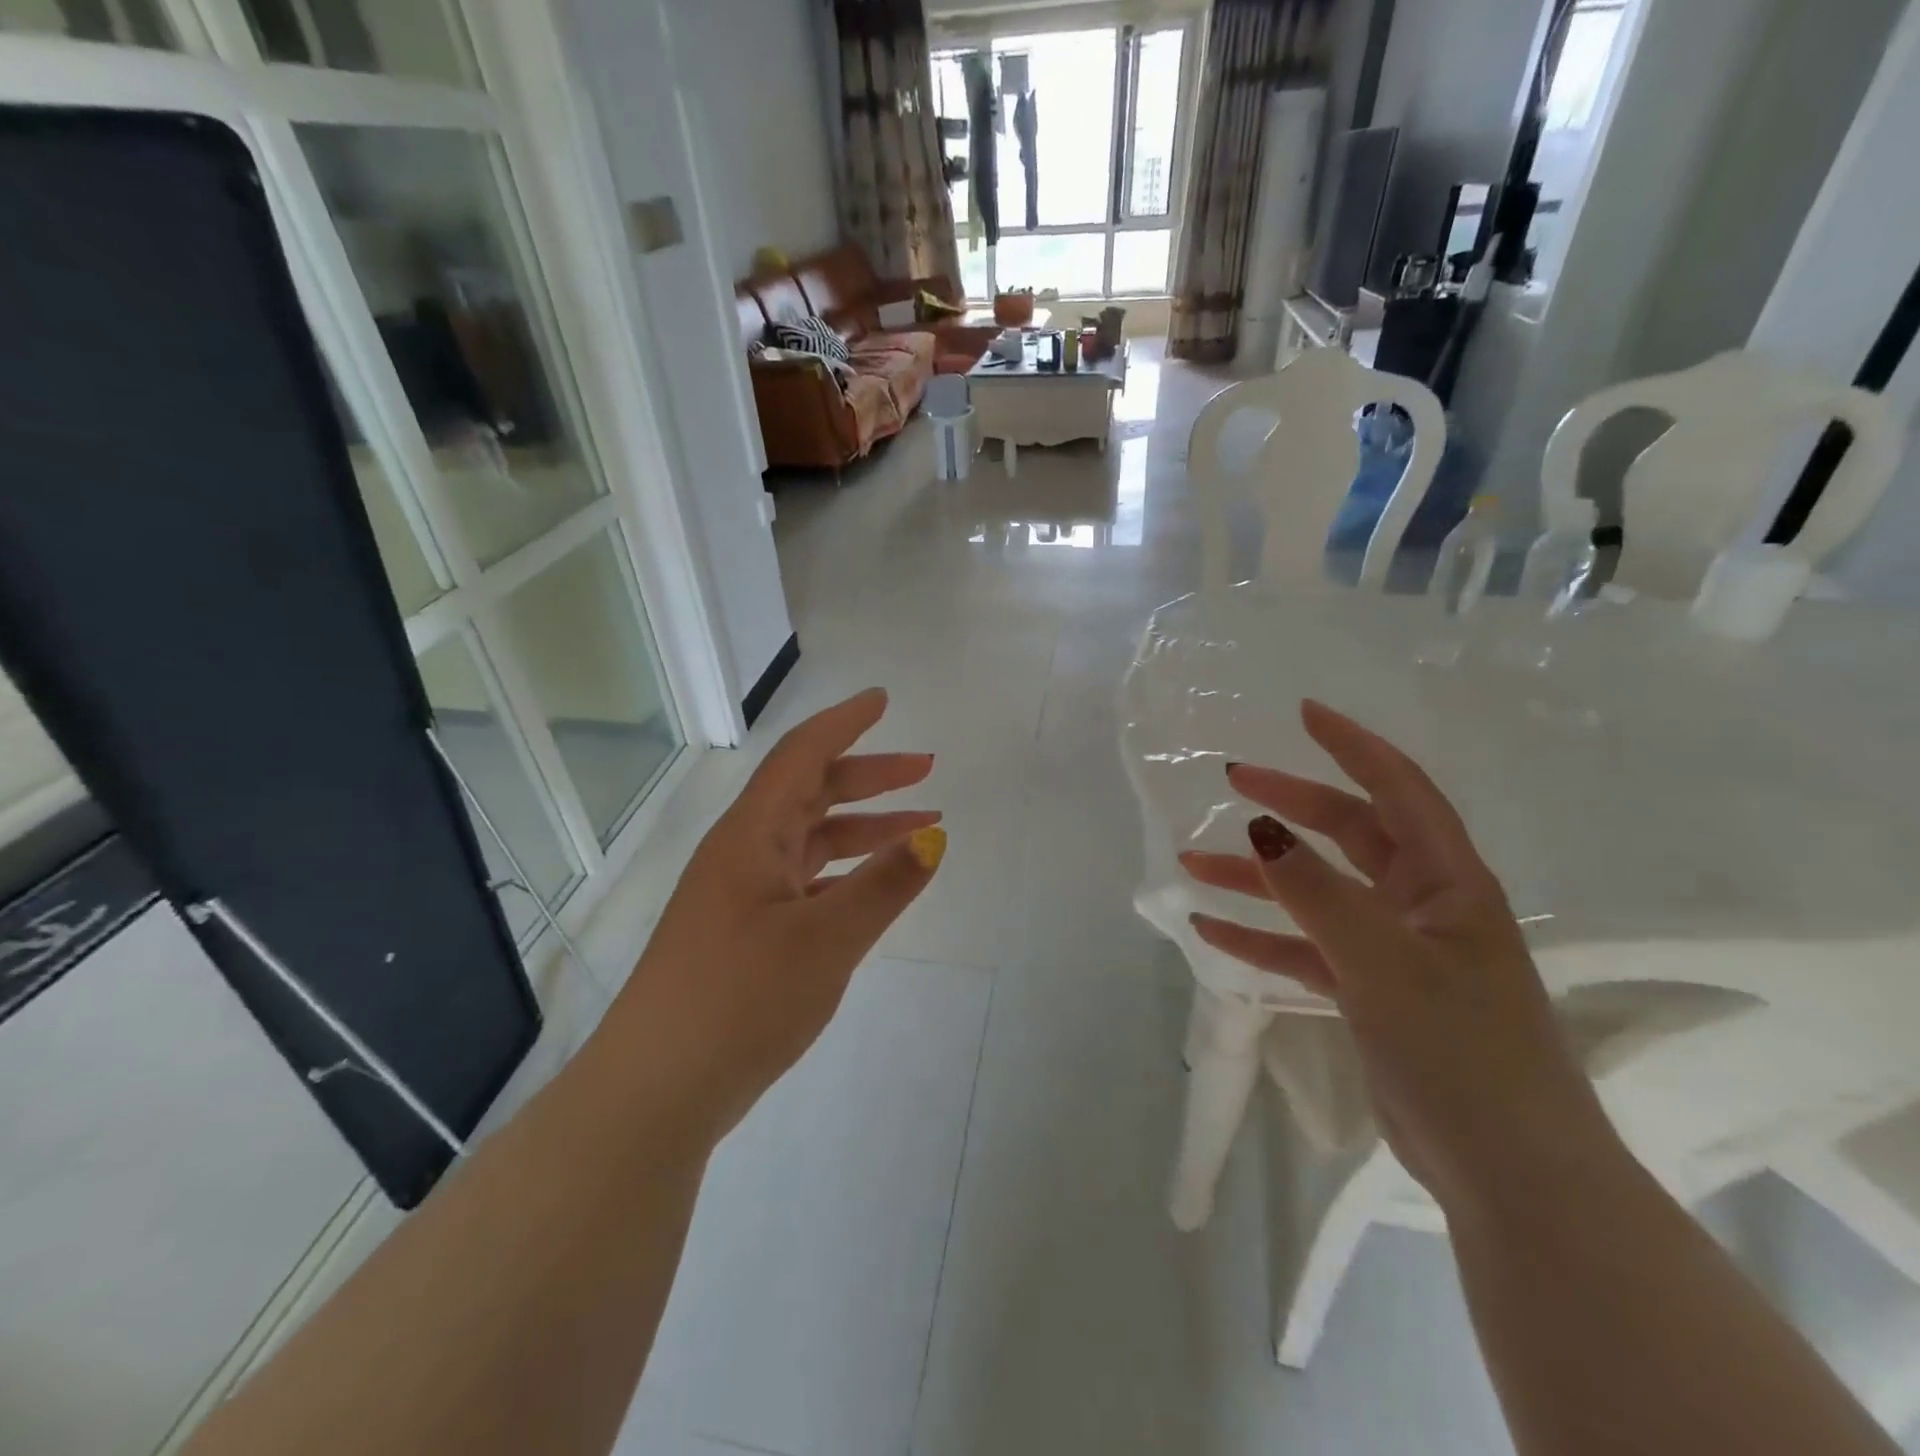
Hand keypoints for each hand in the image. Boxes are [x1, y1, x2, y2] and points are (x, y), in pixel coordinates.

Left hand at [607, 689, 943, 1138]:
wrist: (657, 1089)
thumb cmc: (739, 1000)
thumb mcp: (825, 940)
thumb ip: (883, 886)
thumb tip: (935, 838)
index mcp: (751, 835)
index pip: (801, 756)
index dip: (844, 723)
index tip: (882, 700)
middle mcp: (743, 852)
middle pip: (811, 792)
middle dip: (869, 776)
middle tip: (926, 769)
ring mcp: (742, 893)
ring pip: (811, 839)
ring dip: (863, 827)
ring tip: (920, 827)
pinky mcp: (746, 931)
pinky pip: (805, 880)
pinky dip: (845, 872)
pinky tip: (875, 887)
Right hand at [1178, 700, 1616, 1218]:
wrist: (1509, 1173)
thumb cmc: (1462, 1053)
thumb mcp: (1383, 963)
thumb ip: (1318, 894)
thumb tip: (1260, 830)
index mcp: (1448, 882)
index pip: (1399, 790)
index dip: (1353, 746)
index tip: (1302, 713)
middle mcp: (1422, 904)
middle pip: (1348, 834)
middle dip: (1289, 805)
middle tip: (1232, 782)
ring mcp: (1393, 949)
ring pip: (1315, 892)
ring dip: (1257, 877)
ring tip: (1192, 863)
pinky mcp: (1370, 992)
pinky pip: (1305, 947)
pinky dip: (1261, 936)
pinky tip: (1210, 929)